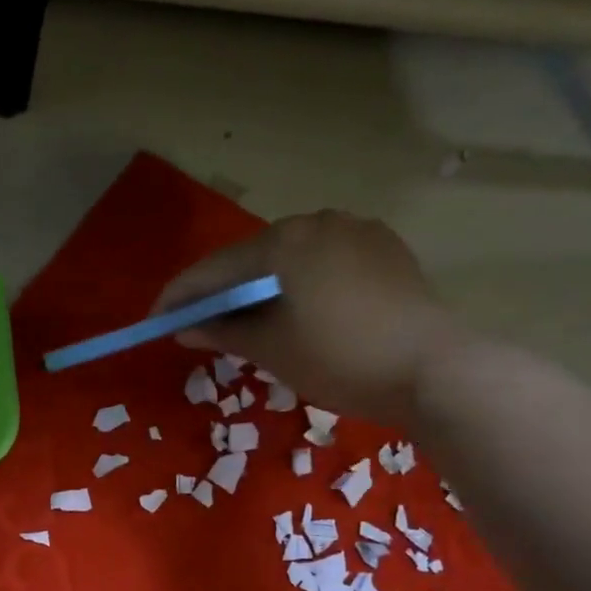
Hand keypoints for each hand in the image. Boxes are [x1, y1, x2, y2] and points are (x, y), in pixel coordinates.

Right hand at [154, 210, 472, 426]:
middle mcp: (317, 221)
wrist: (434, 369)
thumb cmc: (340, 359)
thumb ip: (223, 332)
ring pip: (290, 257)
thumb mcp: (272, 350)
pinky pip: (324, 260)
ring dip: (262, 286)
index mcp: (283, 241)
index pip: (215, 269)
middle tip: (201, 322)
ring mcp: (356, 230)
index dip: (180, 296)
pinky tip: (301, 308)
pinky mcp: (384, 248)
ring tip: (250, 319)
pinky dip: (301, 282)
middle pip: (251, 257)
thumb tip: (185, 328)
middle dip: (223, 290)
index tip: (157, 320)